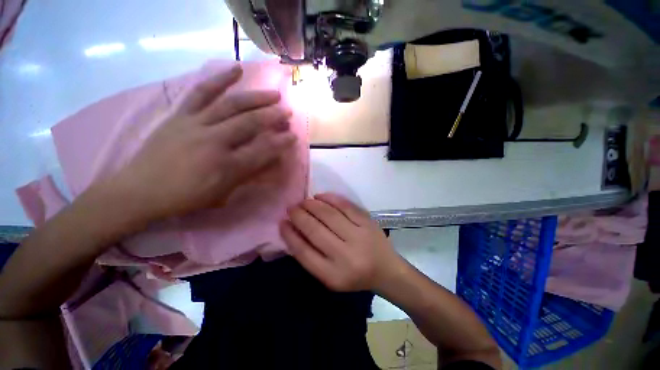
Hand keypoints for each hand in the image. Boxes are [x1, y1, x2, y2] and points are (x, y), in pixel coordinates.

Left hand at [113, 65, 295, 222]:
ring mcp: (196, 124)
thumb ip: (248, 175)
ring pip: (232, 105)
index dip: (281, 143)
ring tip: (274, 94)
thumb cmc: (186, 197)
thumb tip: (270, 162)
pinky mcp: (181, 115)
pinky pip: (202, 92)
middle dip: (273, 116)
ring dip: (257, 98)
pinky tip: (236, 69)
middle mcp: (214, 141)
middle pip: (250, 124)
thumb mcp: (223, 194)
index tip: (294, 136)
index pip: (262, 150)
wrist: (140, 190)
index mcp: (226, 166)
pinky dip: (220, 79)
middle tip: (288, 112)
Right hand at [280, 193, 402, 291]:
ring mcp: (358, 236)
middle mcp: (345, 255)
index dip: (289, 234)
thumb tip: (293, 231)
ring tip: (304, 202)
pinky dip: (330, 198)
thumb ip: (310, 257)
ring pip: (329, 214)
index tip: (282, 222)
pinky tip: (320, 196)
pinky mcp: (368, 222)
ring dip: (312, 205)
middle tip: (291, 208)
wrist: (386, 270)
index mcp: (332, 275)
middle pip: (315, 230)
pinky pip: (345, 205)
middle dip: (299, 215)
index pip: (303, 251)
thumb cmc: (354, 276)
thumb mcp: (329, 276)